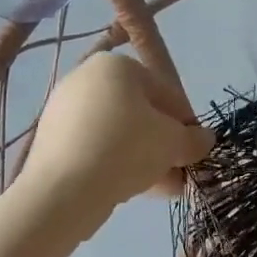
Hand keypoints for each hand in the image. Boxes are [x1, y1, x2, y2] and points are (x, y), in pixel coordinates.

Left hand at [21, 54, 212, 237]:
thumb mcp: (172, 142)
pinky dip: (115, 164)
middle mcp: (87, 79)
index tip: (195, 149)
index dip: (185, 122)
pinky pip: (94, 149)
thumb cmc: (125, 148)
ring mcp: (64, 110)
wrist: (61, 191)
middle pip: (139, 113)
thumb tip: (205, 139)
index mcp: (116, 65)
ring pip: (117, 134)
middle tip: (180, 172)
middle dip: (163, 144)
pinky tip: (134, 191)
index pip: (164, 92)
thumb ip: (193, 139)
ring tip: (164, 189)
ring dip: (144, 158)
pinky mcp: (50, 141)